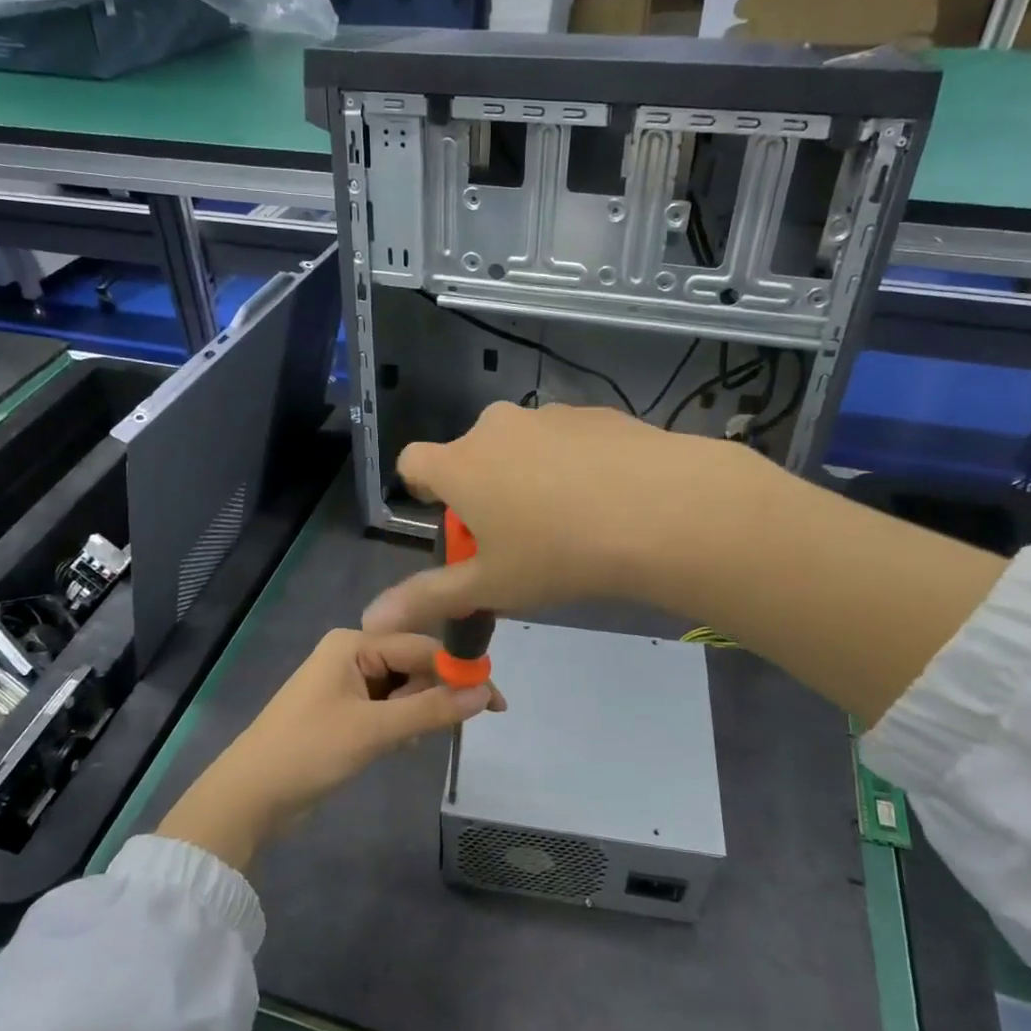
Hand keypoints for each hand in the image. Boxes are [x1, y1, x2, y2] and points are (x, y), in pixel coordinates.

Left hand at [155, 630, 501, 871]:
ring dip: (416, 714)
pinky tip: (398, 747)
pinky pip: (387, 708)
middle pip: (413, 666)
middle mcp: (351, 654)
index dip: (459, 672)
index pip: (421, 647)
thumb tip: (485, 693)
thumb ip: (431, 710)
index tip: (495, 702)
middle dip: (434, 696)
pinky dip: (399, 725)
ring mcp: (346, 684)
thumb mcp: (375, 730)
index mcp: (354, 643)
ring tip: (408, 743)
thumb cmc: (308, 752)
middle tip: (452, 728)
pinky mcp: (344, 712)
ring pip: (402, 690)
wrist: (248, 798)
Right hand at [363, 401, 765, 634]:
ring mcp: (547, 415)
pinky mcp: (594, 413)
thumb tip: (370, 617)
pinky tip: (605, 498)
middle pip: (471, 456)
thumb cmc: (559, 553)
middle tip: (516, 536)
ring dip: (528, 475)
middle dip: (482, 490)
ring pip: (521, 447)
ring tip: (568, 520)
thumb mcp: (491, 585)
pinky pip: (565, 440)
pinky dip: (571, 463)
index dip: (423, 491)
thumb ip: (429, 597)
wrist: (660, 510)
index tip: (453, 522)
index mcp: (460, 464)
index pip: (413, 463)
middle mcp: (495, 427)